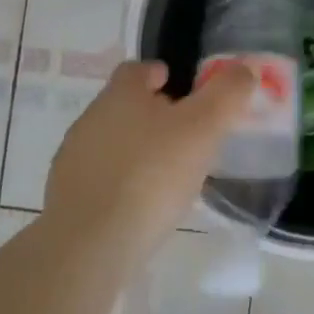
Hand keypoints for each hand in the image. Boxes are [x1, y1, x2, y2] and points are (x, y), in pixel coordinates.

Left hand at [44, 59, 254, 258]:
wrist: (89, 245)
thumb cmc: (151, 175)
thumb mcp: (203, 128)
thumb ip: (227, 94)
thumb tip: (245, 68)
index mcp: (121, 94)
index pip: (137, 69)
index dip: (160, 74)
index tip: (182, 89)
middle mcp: (92, 118)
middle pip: (125, 105)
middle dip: (153, 114)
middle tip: (186, 135)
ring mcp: (74, 158)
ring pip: (113, 142)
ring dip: (137, 150)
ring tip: (168, 175)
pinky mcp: (67, 196)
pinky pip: (101, 178)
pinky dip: (122, 183)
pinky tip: (141, 206)